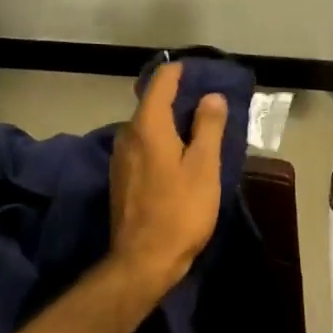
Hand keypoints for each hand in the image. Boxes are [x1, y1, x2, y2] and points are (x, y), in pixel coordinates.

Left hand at [108, 61, 226, 297]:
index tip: (204, 73)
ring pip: (148, 127)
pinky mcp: (122, 178)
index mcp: (147, 125)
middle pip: (153, 103)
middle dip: (180, 99)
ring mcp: (121, 157)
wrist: (143, 261)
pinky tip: (181, 157)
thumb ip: (207, 127)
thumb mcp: (203, 167)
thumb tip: (210, 96)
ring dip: (172, 123)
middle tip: (211, 103)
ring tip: (201, 130)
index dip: (182, 72)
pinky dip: (163, 142)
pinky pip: (144, 146)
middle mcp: (127, 134)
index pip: (161, 81)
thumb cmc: (180, 211)